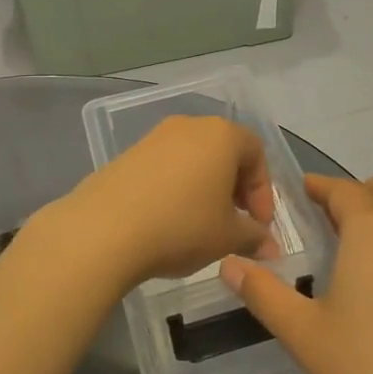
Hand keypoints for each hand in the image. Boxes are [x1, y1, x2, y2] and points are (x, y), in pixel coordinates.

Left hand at [46, 116, 278, 294]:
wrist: (103, 230)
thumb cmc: (181, 226)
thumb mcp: (227, 237)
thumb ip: (254, 237)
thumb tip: (269, 247)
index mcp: (221, 135)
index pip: (256, 153)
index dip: (263, 191)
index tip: (259, 226)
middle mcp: (189, 126)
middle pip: (224, 152)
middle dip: (235, 188)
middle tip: (235, 225)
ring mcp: (154, 137)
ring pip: (193, 159)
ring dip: (205, 188)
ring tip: (201, 225)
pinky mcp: (128, 154)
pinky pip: (165, 167)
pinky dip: (176, 188)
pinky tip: (169, 221)